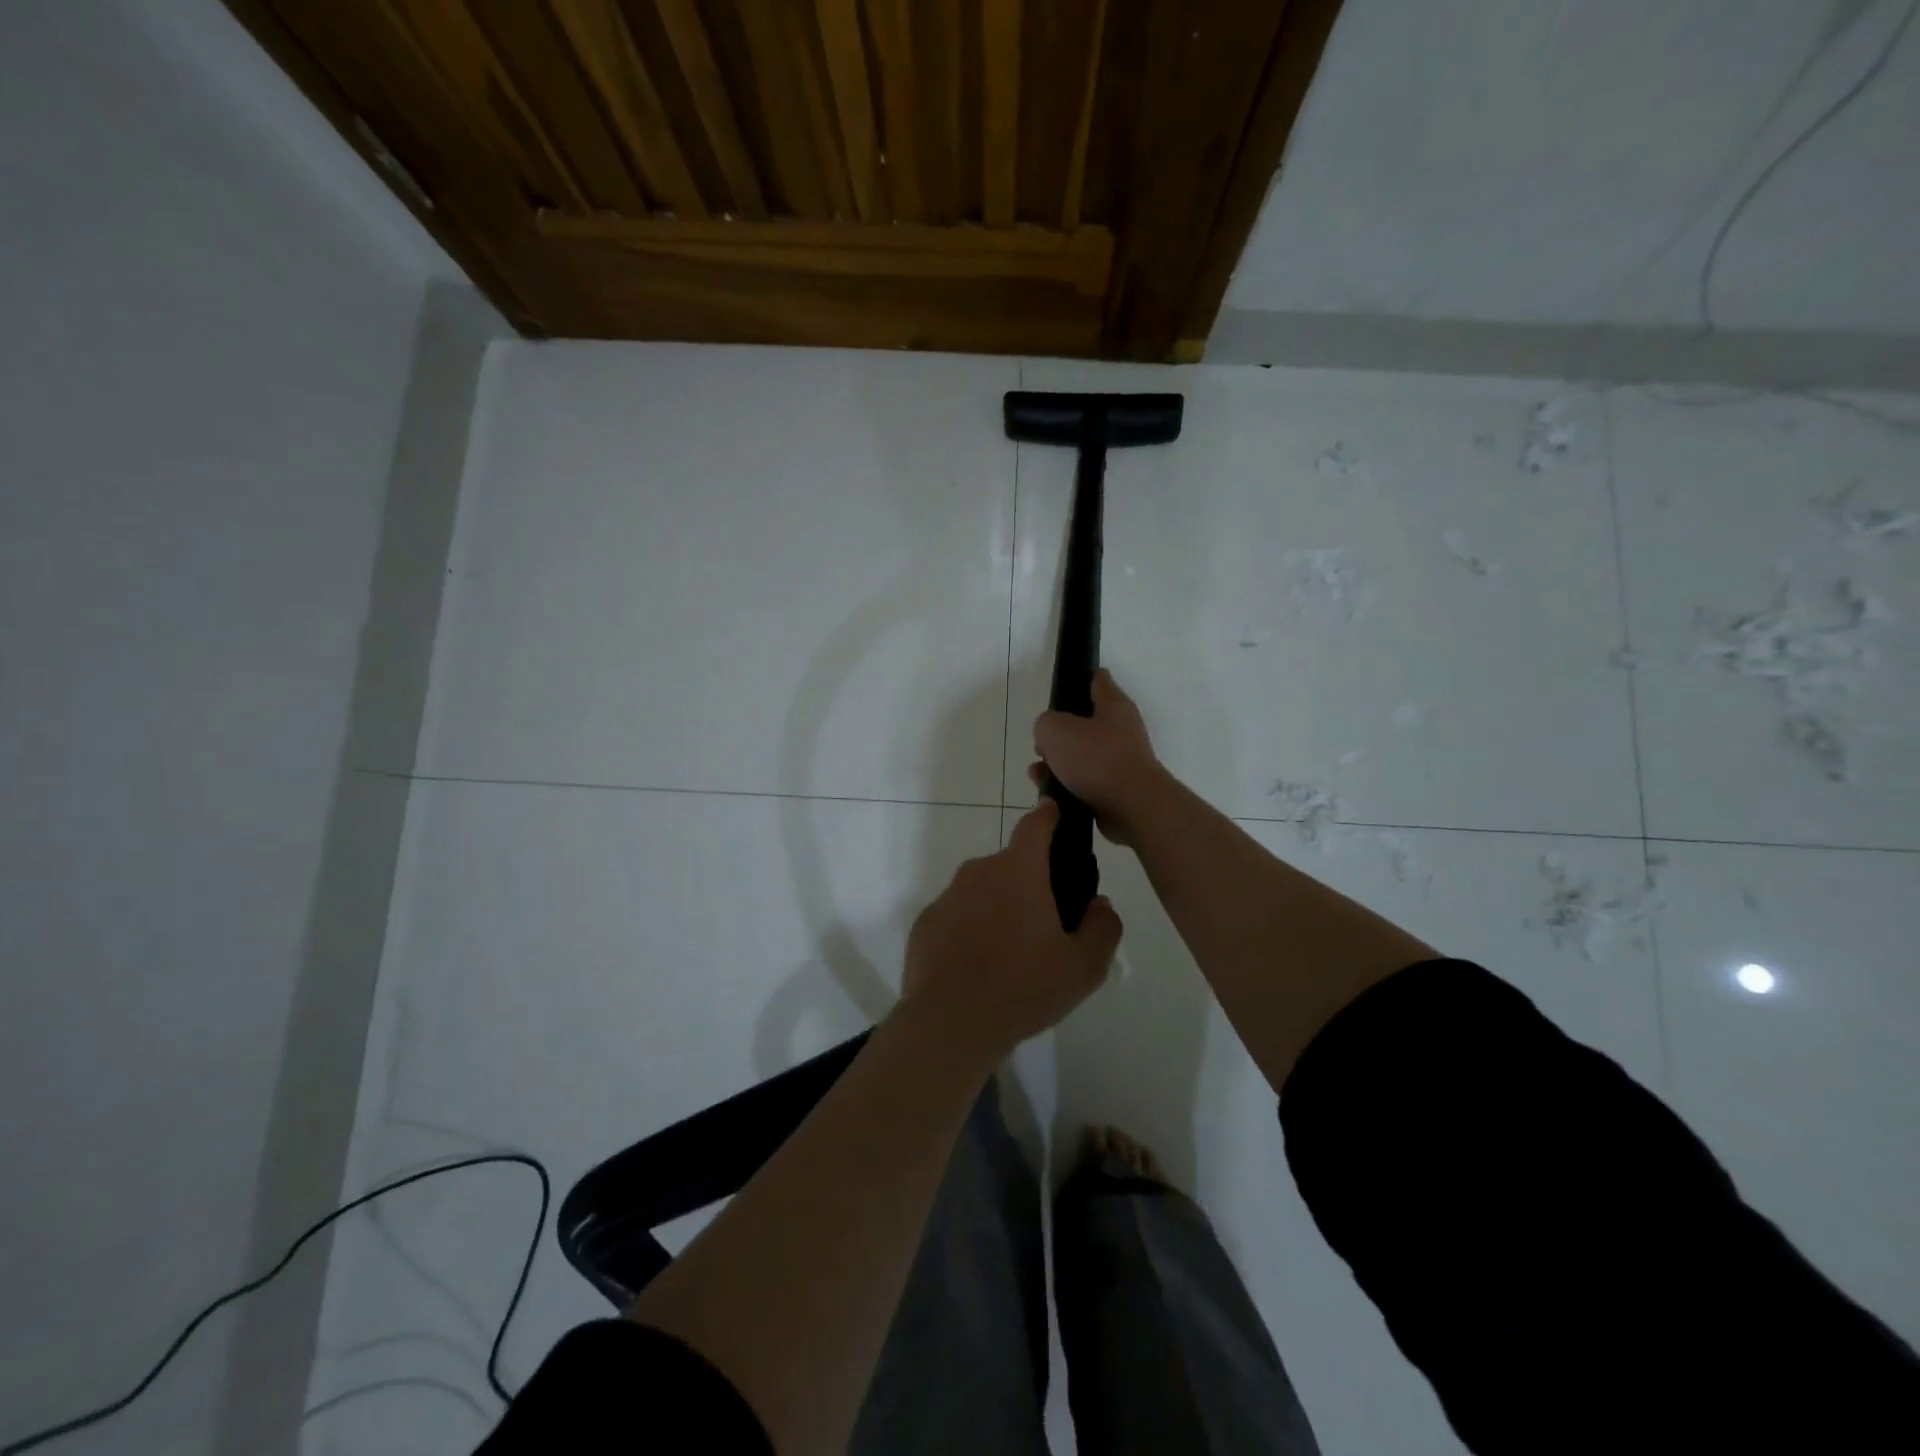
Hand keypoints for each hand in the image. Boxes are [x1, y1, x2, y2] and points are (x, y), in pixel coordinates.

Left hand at [901, 800, 1121, 1059]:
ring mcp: (946, 897)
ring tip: (1011, 955)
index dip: (1049, 816)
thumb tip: (1099, 906)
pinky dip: (970, 931)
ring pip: (982, 892)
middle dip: (1029, 883)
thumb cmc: (1024, 988)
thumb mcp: (1084, 966)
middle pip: (1010, 865)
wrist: (950, 1022)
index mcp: (1018, 871)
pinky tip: (979, 968)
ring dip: (998, 909)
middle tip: (1046, 924)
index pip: (1035, 825)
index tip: (1055, 813)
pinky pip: (956, 917)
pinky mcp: (924, 924)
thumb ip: (1102, 928)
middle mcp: (978, 872)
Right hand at [1029, 670, 1166, 845]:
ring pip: (1081, 755)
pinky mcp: (1117, 789)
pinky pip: (1085, 782)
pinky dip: (1066, 786)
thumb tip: (1049, 735)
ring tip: (1037, 773)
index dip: (1079, 679)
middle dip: (1058, 733)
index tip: (1060, 687)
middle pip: (1084, 723)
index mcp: (1114, 706)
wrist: (1132, 808)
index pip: (1098, 680)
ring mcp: (1120, 761)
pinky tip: (1050, 793)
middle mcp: (1121, 730)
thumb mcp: (1055, 730)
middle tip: (1040, 743)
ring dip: (1058, 763)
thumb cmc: (1096, 760)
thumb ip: (1045, 724)